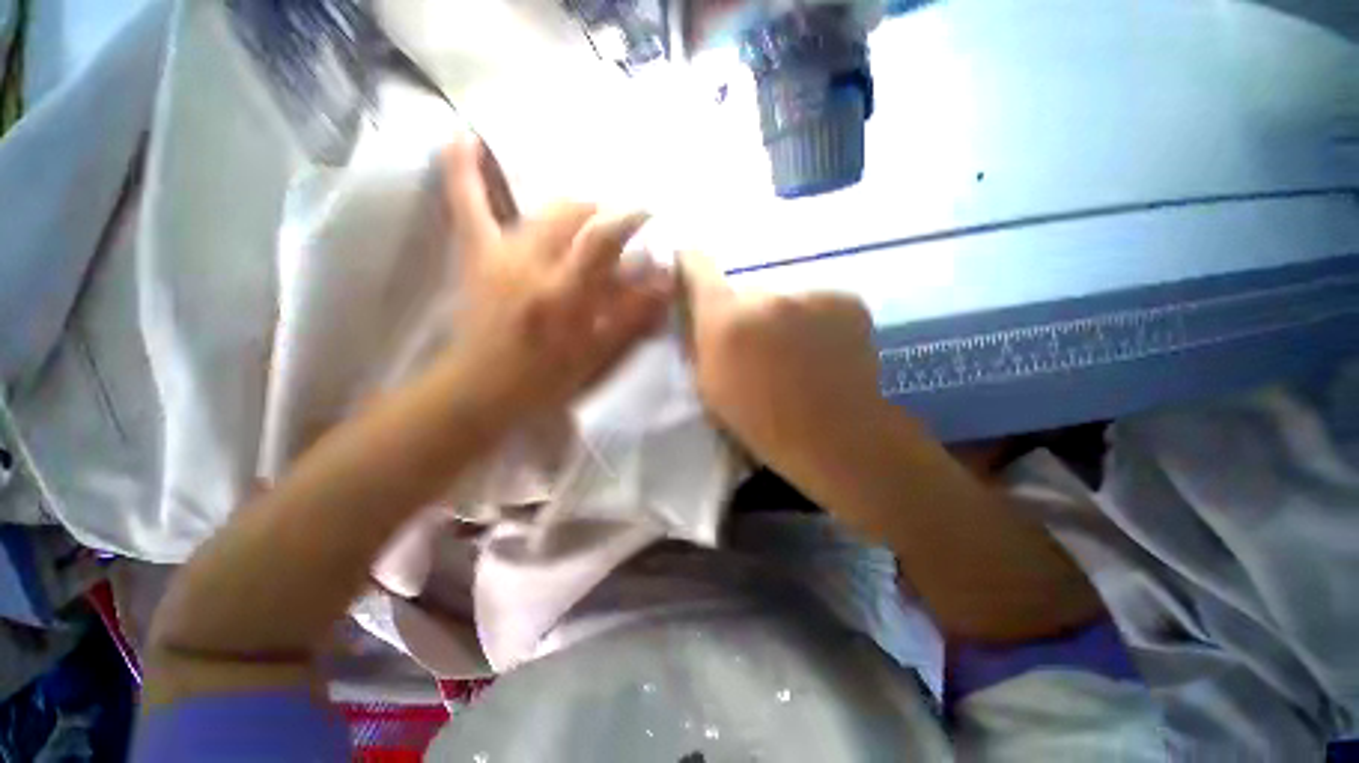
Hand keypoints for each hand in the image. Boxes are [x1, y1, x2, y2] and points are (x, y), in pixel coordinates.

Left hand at [443, 137, 672, 418]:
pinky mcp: (478, 257)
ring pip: (543, 210)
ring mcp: (502, 256)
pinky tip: (464, 135)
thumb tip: (663, 286)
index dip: (630, 217)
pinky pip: (469, 208)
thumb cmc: (544, 381)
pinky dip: (464, 172)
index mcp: (565, 295)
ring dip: (574, 205)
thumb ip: (631, 320)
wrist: (480, 389)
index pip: (604, 239)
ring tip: (589, 214)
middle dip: (604, 213)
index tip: (649, 212)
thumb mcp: (596, 358)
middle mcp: (533, 265)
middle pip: (575, 214)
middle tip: (620, 228)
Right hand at [681, 253, 884, 474]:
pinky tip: (824, 351)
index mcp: (727, 321)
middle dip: (745, 311)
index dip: (690, 263)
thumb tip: (695, 314)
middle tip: (757, 343)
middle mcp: (767, 296)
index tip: (688, 260)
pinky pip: (817, 304)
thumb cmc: (765, 424)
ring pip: (784, 298)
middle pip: (746, 291)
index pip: (698, 268)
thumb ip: (698, 344)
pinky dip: (815, 322)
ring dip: (782, 318)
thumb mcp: (711, 390)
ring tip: (796, 353)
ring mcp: (811, 294)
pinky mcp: (846, 299)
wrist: (838, 438)